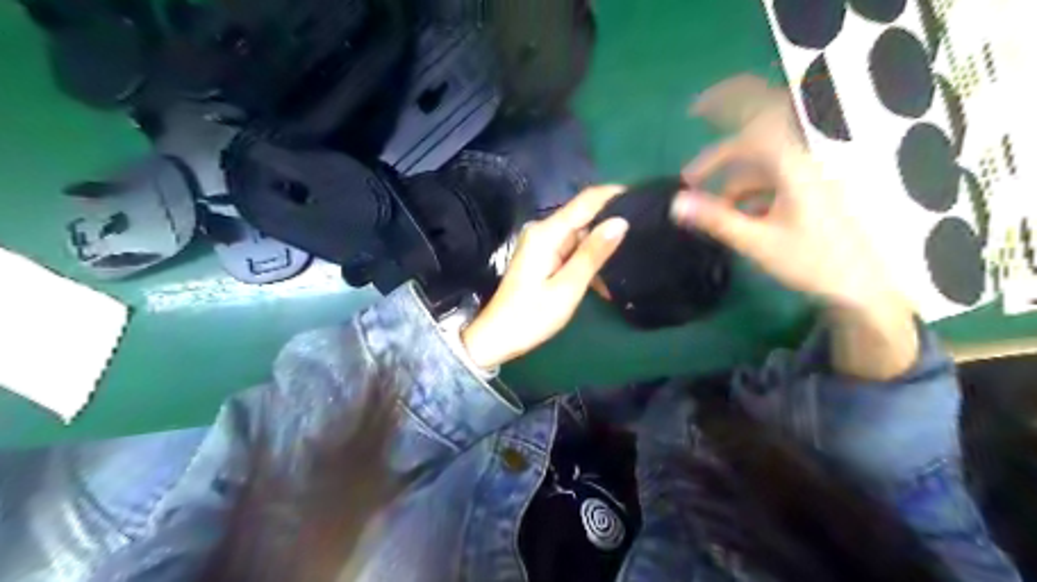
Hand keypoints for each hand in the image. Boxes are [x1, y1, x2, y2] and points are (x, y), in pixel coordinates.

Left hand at [464, 186, 626, 367]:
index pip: (586, 201)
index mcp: (547, 233)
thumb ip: (593, 253)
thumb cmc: (532, 316)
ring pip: (580, 237)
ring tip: (628, 267)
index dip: (615, 195)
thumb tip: (621, 221)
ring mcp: (541, 244)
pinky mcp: (542, 256)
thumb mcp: (568, 287)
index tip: (644, 200)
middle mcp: (543, 231)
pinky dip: (586, 264)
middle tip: (643, 240)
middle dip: (611, 228)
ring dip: (600, 253)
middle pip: (584, 218)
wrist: (498, 337)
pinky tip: (603, 284)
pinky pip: (571, 251)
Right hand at [673, 74, 900, 310]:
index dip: (726, 103)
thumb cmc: (813, 262)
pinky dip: (750, 193)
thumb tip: (676, 204)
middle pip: (754, 143)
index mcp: (794, 166)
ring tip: (710, 210)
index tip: (694, 110)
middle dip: (718, 157)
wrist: (862, 287)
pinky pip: (773, 180)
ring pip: (761, 166)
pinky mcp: (810, 192)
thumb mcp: (758, 242)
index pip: (758, 118)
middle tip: (689, 179)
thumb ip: (716, 219)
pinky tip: (739, 216)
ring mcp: (808, 177)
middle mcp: (802, 162)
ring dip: (731, 181)